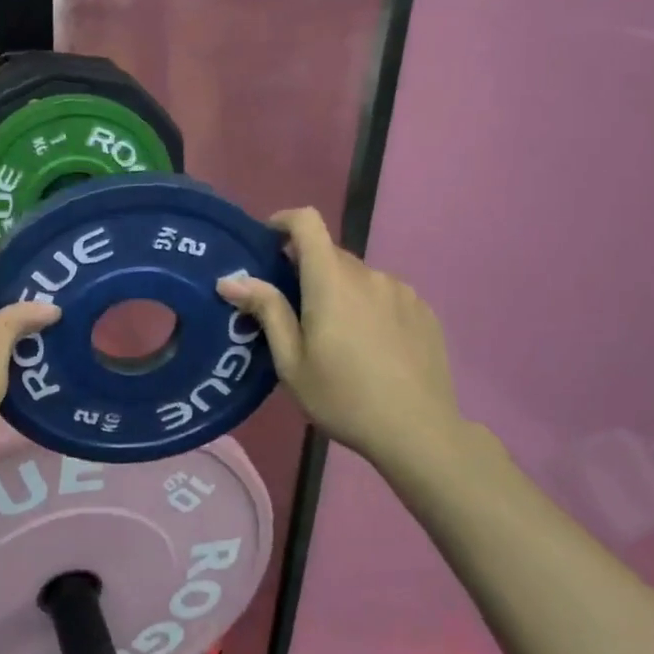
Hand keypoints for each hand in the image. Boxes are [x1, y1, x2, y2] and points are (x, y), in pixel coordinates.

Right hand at [217, 208, 467, 479]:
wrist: (418, 431)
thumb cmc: (343, 397)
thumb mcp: (291, 361)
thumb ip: (266, 311)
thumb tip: (230, 280)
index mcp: (331, 281)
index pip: (307, 222)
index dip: (284, 221)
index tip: (268, 241)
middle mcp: (368, 275)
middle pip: (330, 254)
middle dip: (306, 269)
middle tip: (292, 309)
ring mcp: (401, 291)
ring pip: (358, 277)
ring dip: (339, 290)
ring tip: (335, 336)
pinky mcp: (423, 311)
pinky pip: (385, 295)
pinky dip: (368, 306)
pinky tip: (369, 347)